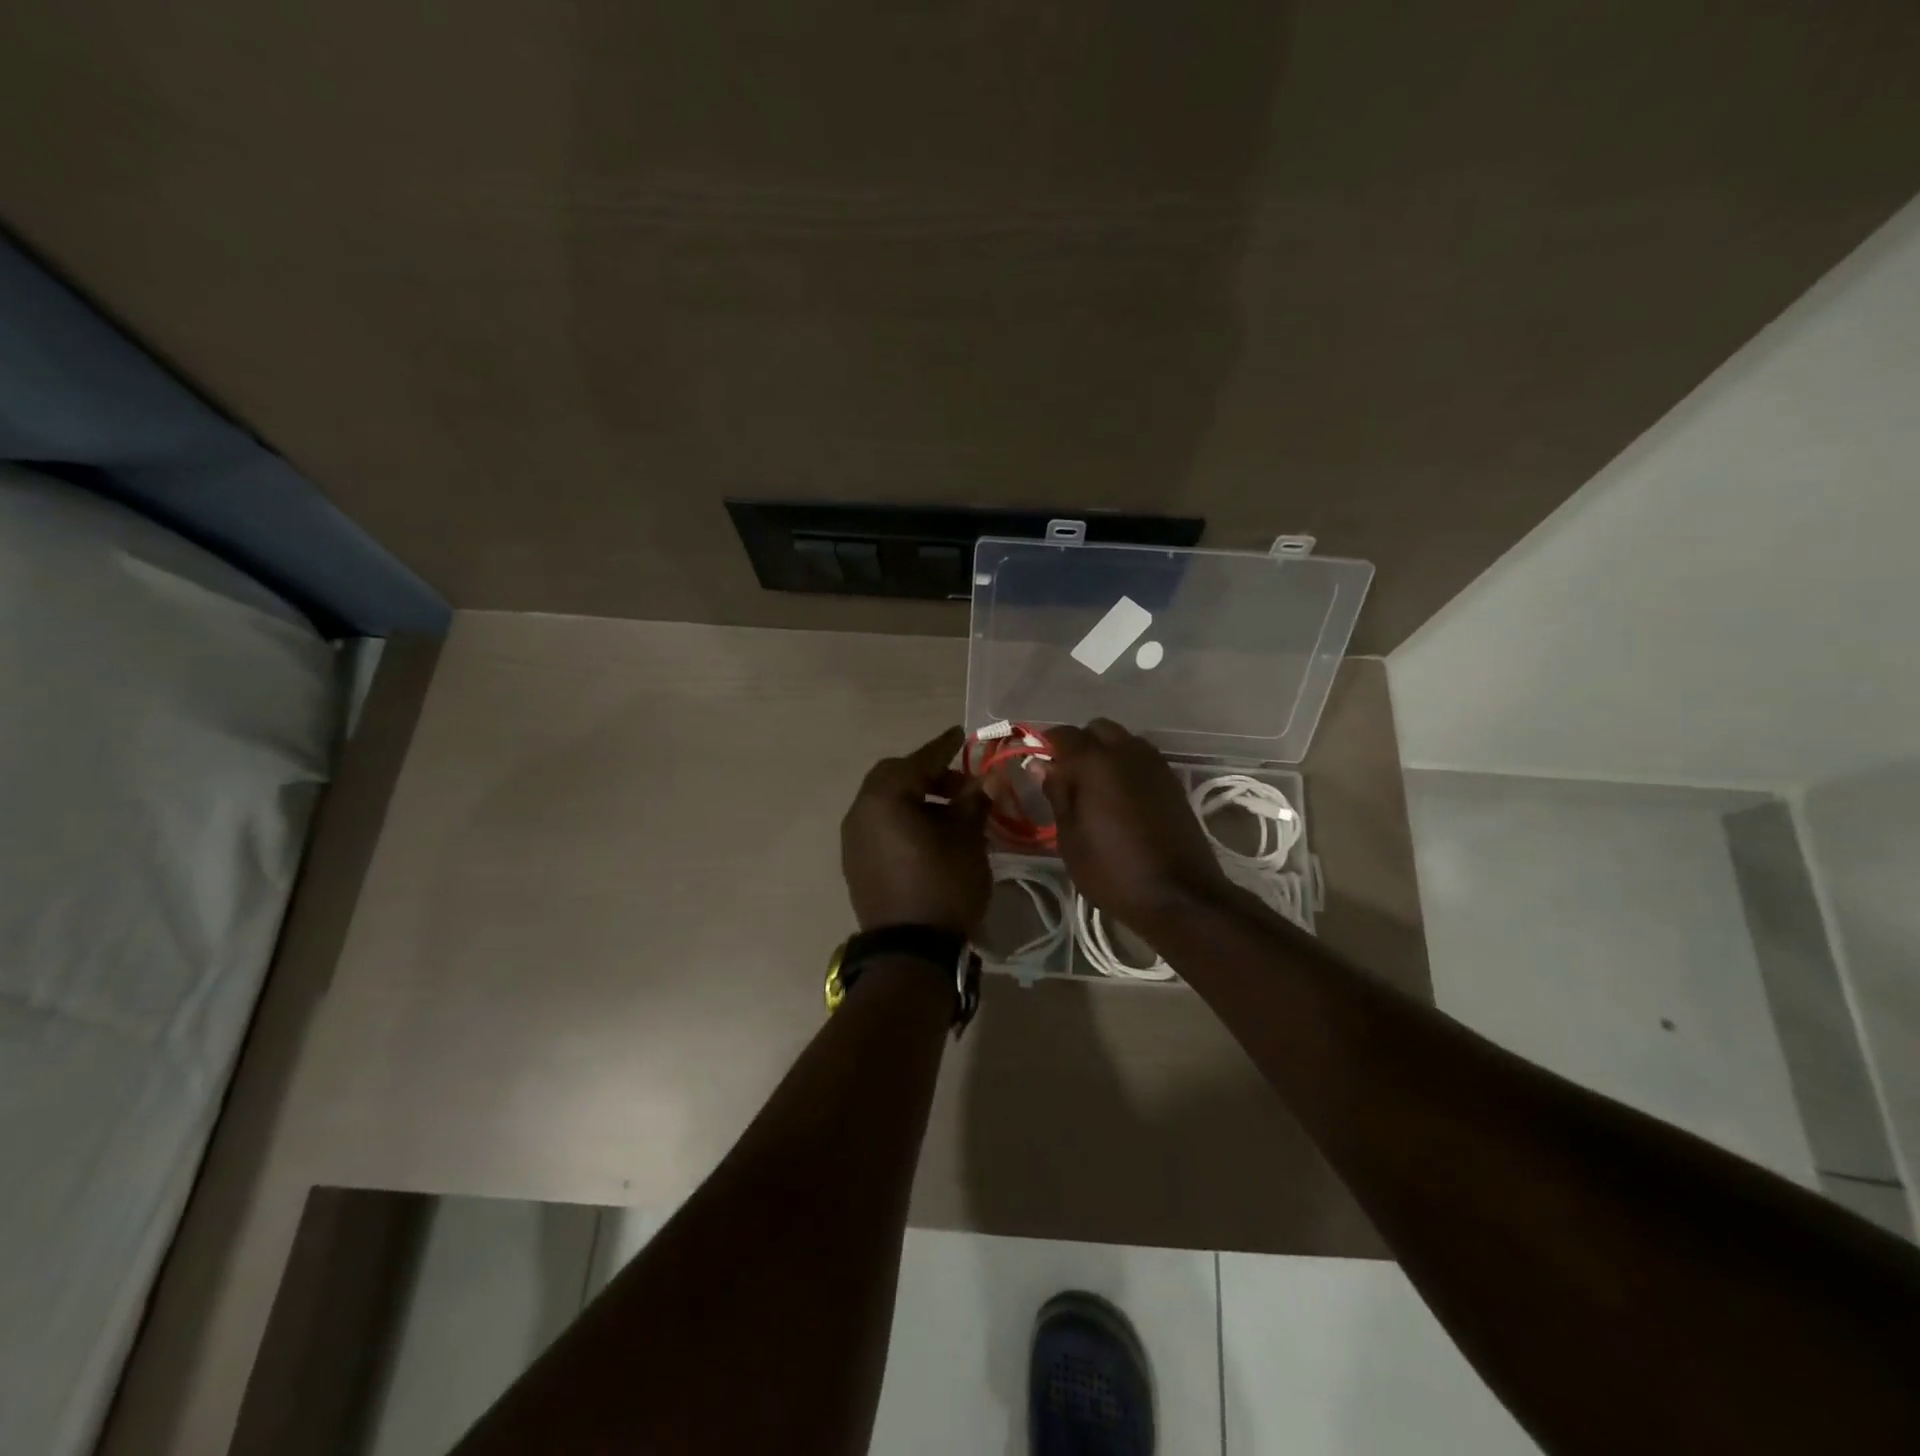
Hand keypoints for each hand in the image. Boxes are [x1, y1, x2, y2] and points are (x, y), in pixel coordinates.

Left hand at [841, 726, 991, 934]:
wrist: (910, 951)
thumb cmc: (943, 886)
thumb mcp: (966, 840)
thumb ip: (973, 803)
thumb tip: (985, 781)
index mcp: (884, 799)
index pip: (918, 761)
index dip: (943, 747)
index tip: (961, 735)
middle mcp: (860, 812)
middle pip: (894, 777)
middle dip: (928, 775)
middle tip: (959, 785)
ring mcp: (853, 839)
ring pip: (885, 802)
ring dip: (915, 799)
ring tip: (950, 813)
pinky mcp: (855, 862)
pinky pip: (879, 825)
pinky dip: (902, 819)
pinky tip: (929, 835)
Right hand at [1042, 719, 1232, 933]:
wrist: (1179, 896)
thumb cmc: (1112, 871)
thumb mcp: (1070, 837)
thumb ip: (1057, 793)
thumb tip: (1043, 765)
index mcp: (1096, 763)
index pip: (1063, 734)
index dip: (1046, 745)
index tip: (1038, 765)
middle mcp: (1128, 752)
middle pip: (1097, 729)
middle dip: (1079, 744)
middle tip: (1067, 777)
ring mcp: (1155, 765)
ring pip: (1123, 740)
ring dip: (1105, 753)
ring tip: (1094, 788)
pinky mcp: (1172, 781)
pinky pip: (1142, 759)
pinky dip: (1126, 766)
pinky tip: (1120, 797)